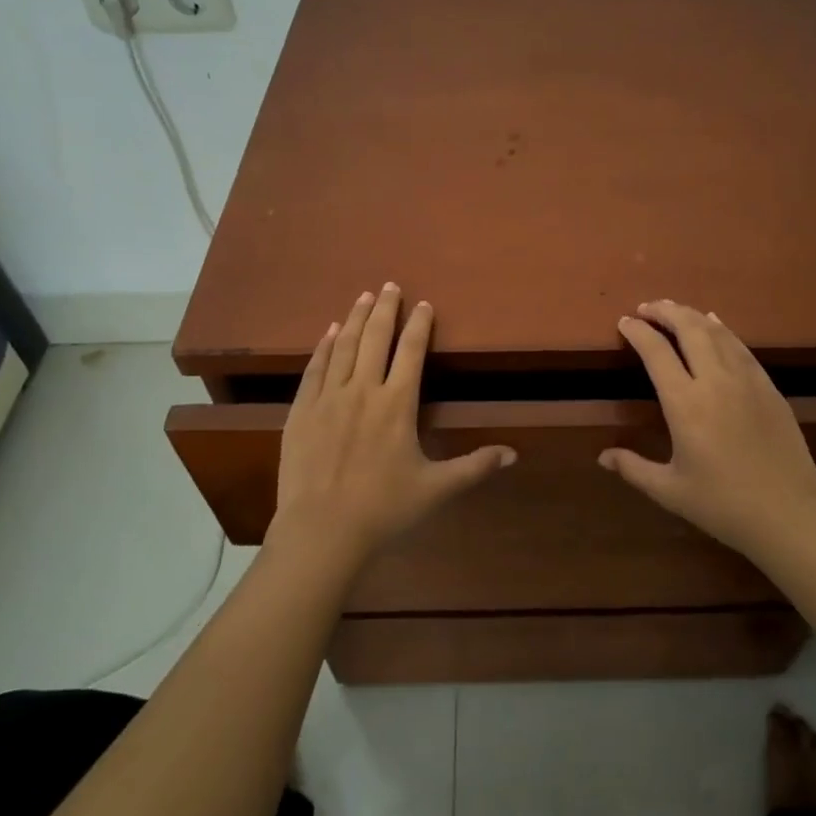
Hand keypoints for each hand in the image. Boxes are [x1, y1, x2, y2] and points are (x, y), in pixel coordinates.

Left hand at [273, 283, 515, 563]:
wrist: (321, 530)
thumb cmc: (384, 509)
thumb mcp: (436, 489)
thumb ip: (475, 466)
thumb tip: (514, 454)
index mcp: (397, 404)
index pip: (411, 352)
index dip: (419, 325)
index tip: (422, 304)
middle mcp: (363, 390)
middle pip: (375, 338)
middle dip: (384, 309)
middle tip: (388, 285)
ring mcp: (328, 398)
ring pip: (343, 346)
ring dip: (354, 319)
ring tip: (362, 297)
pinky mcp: (302, 411)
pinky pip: (314, 368)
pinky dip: (323, 347)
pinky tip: (328, 333)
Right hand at [599, 300, 815, 559]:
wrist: (789, 515)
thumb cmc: (723, 505)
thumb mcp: (670, 491)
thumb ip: (633, 469)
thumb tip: (602, 457)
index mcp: (685, 404)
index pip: (656, 352)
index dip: (637, 332)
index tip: (624, 322)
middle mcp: (715, 381)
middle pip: (688, 329)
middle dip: (664, 311)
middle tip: (646, 307)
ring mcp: (747, 380)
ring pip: (716, 332)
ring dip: (692, 315)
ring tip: (674, 310)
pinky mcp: (769, 387)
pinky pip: (741, 347)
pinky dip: (723, 329)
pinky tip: (715, 325)